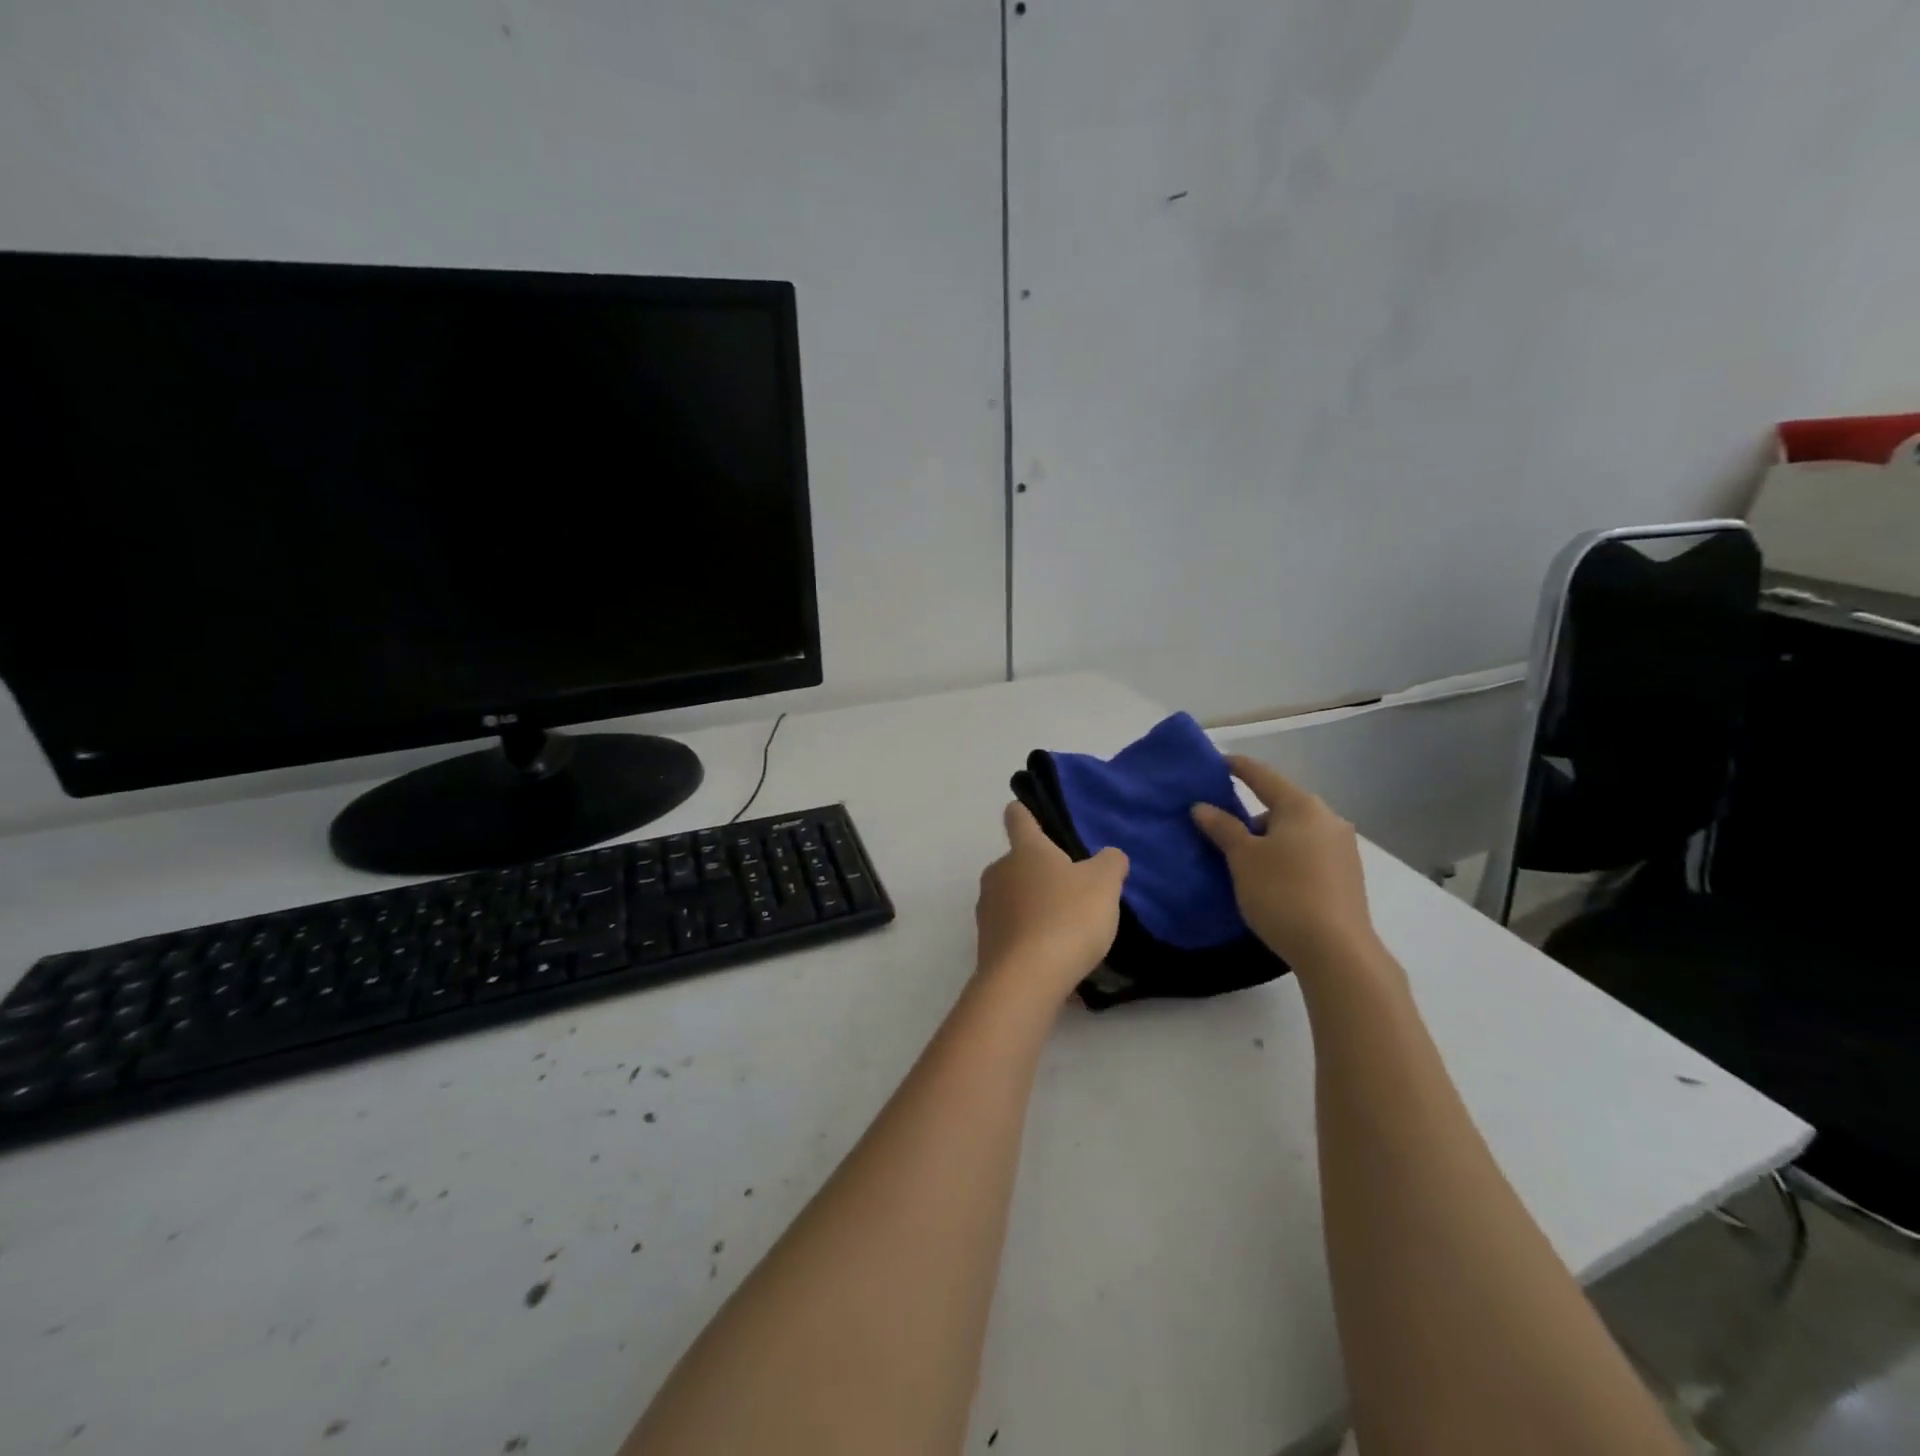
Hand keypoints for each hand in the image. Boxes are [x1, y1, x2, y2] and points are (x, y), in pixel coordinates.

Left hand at [975, 802, 1128, 999]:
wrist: (1026, 979)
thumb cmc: (1067, 917)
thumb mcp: (1104, 884)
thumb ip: (1110, 863)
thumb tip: (1110, 856)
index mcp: (1025, 850)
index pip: (1019, 818)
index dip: (1024, 812)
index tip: (1025, 810)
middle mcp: (998, 873)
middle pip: (1018, 863)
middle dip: (1041, 873)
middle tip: (1072, 889)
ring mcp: (987, 909)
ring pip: (1014, 899)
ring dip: (1035, 908)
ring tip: (1067, 929)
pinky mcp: (986, 944)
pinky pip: (1013, 933)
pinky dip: (1030, 939)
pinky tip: (1054, 958)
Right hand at [1191, 756, 1377, 969]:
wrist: (1337, 952)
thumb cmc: (1282, 894)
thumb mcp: (1242, 859)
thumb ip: (1222, 828)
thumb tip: (1202, 806)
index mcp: (1302, 806)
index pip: (1262, 776)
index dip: (1236, 767)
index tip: (1216, 762)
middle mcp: (1328, 819)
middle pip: (1280, 806)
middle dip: (1251, 815)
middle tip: (1222, 832)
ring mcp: (1343, 848)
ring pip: (1295, 832)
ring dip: (1269, 840)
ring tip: (1245, 864)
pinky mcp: (1348, 876)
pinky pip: (1308, 853)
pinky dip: (1287, 858)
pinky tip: (1273, 881)